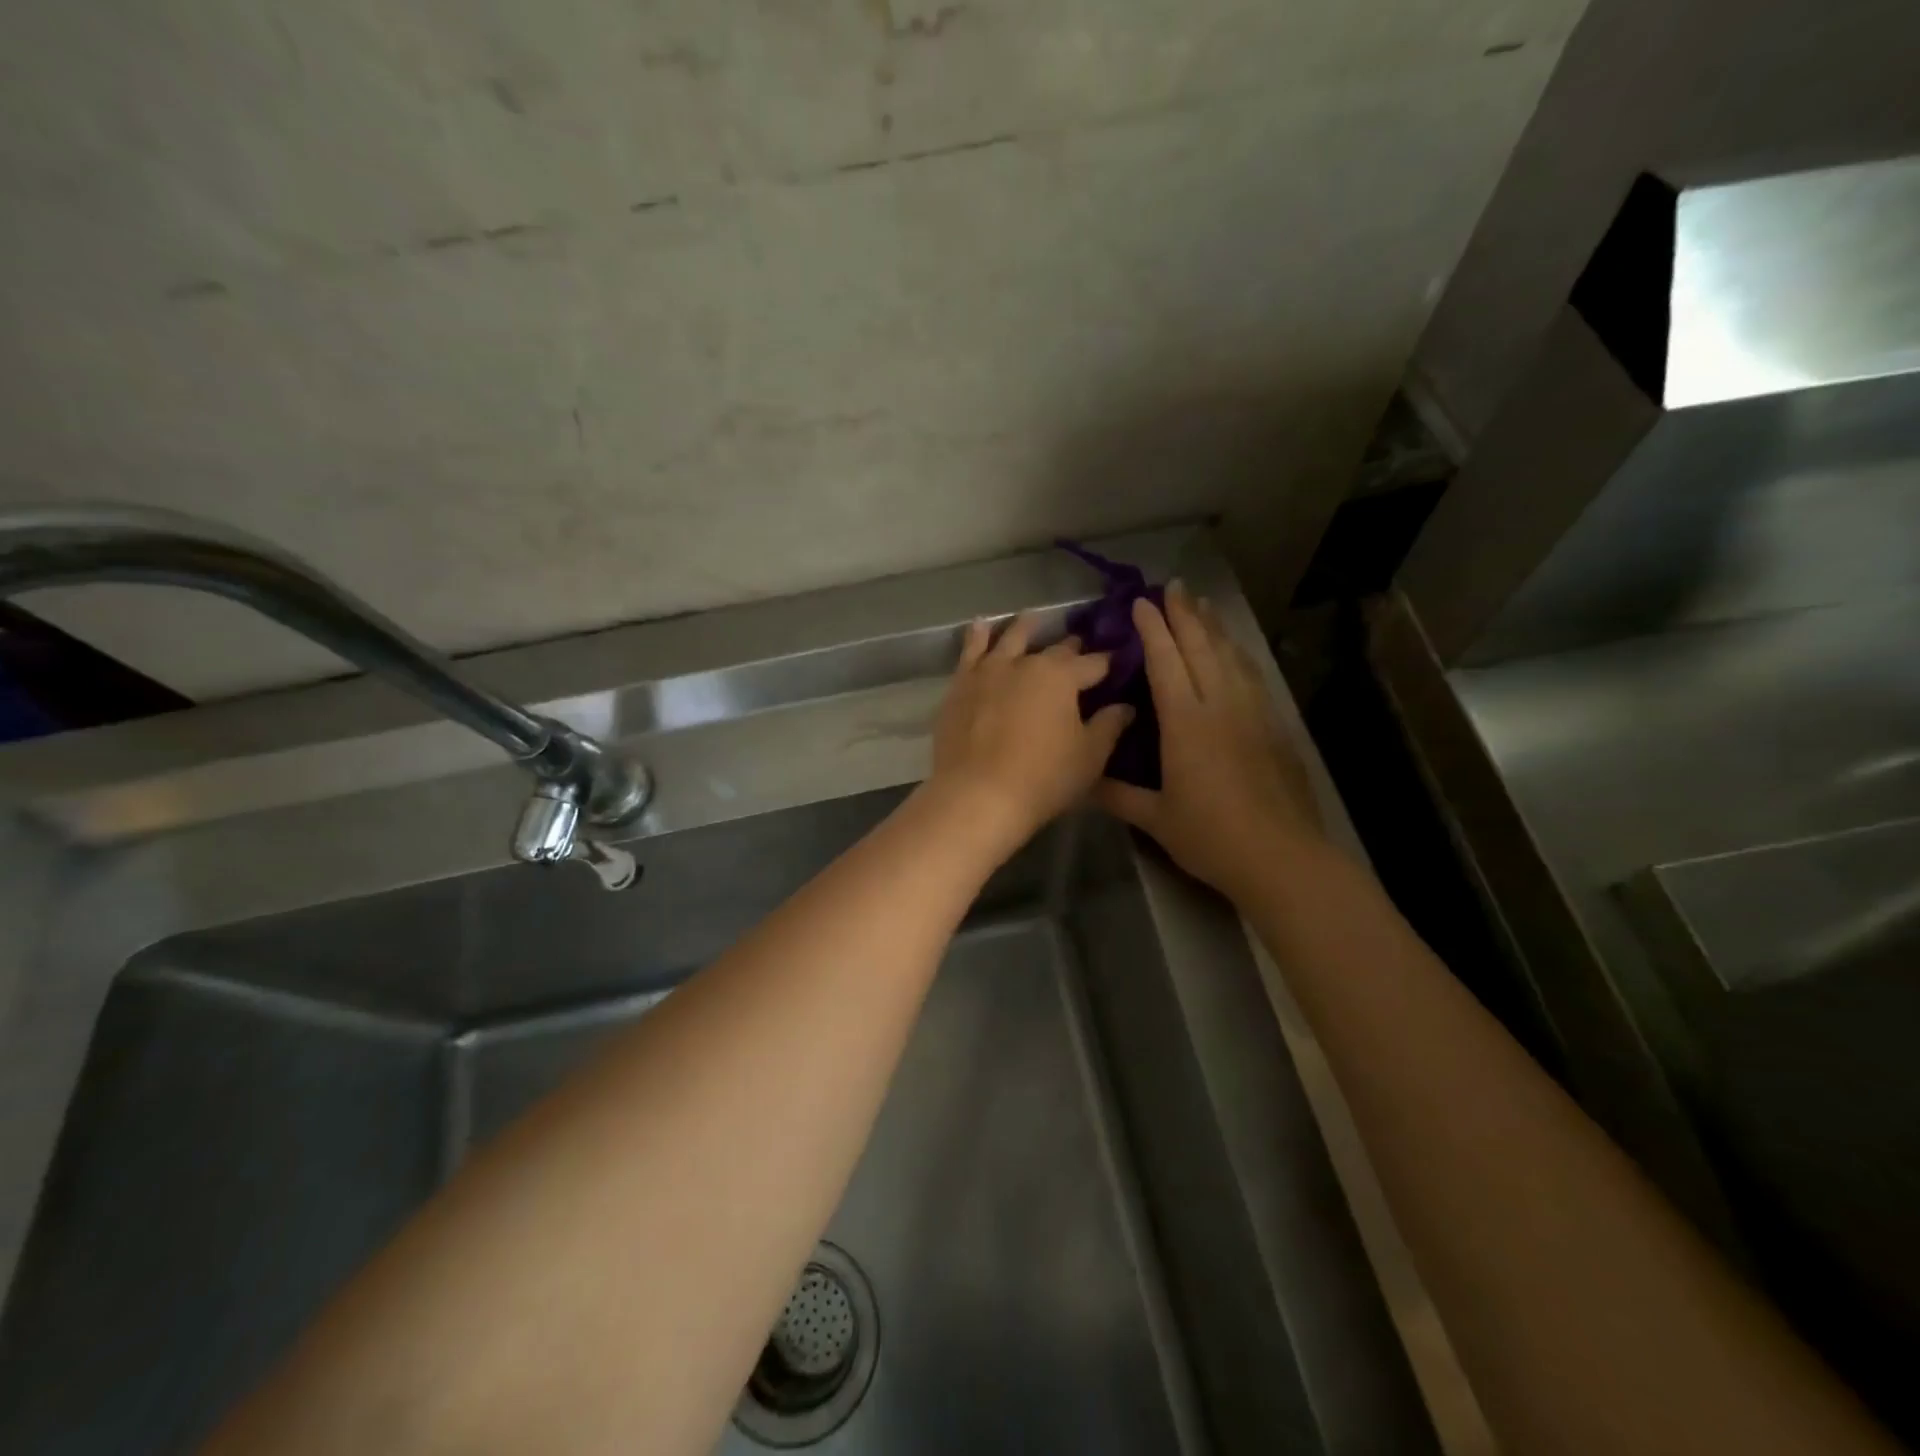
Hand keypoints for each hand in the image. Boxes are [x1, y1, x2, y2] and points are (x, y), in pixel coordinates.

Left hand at [927, 613, 1132, 853]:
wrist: (976, 795)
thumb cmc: (1042, 779)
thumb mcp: (1089, 757)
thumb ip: (1109, 726)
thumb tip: (1125, 706)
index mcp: (1062, 676)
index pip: (1094, 663)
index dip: (1109, 663)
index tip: (1119, 661)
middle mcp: (1026, 663)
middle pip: (1054, 649)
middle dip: (1071, 648)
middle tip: (1079, 645)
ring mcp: (989, 670)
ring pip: (1010, 639)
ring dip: (1025, 627)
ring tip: (1033, 618)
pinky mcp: (960, 685)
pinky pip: (970, 651)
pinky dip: (978, 635)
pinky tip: (981, 625)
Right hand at [1096, 583, 1322, 900]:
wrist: (1281, 856)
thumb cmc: (1211, 836)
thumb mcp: (1155, 818)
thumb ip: (1118, 795)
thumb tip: (1084, 781)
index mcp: (1186, 722)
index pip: (1165, 662)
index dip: (1152, 629)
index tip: (1141, 602)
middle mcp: (1221, 705)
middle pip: (1202, 647)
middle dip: (1185, 614)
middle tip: (1174, 586)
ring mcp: (1253, 713)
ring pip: (1231, 656)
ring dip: (1215, 627)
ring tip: (1204, 605)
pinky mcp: (1274, 726)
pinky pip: (1252, 676)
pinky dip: (1238, 654)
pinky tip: (1235, 651)